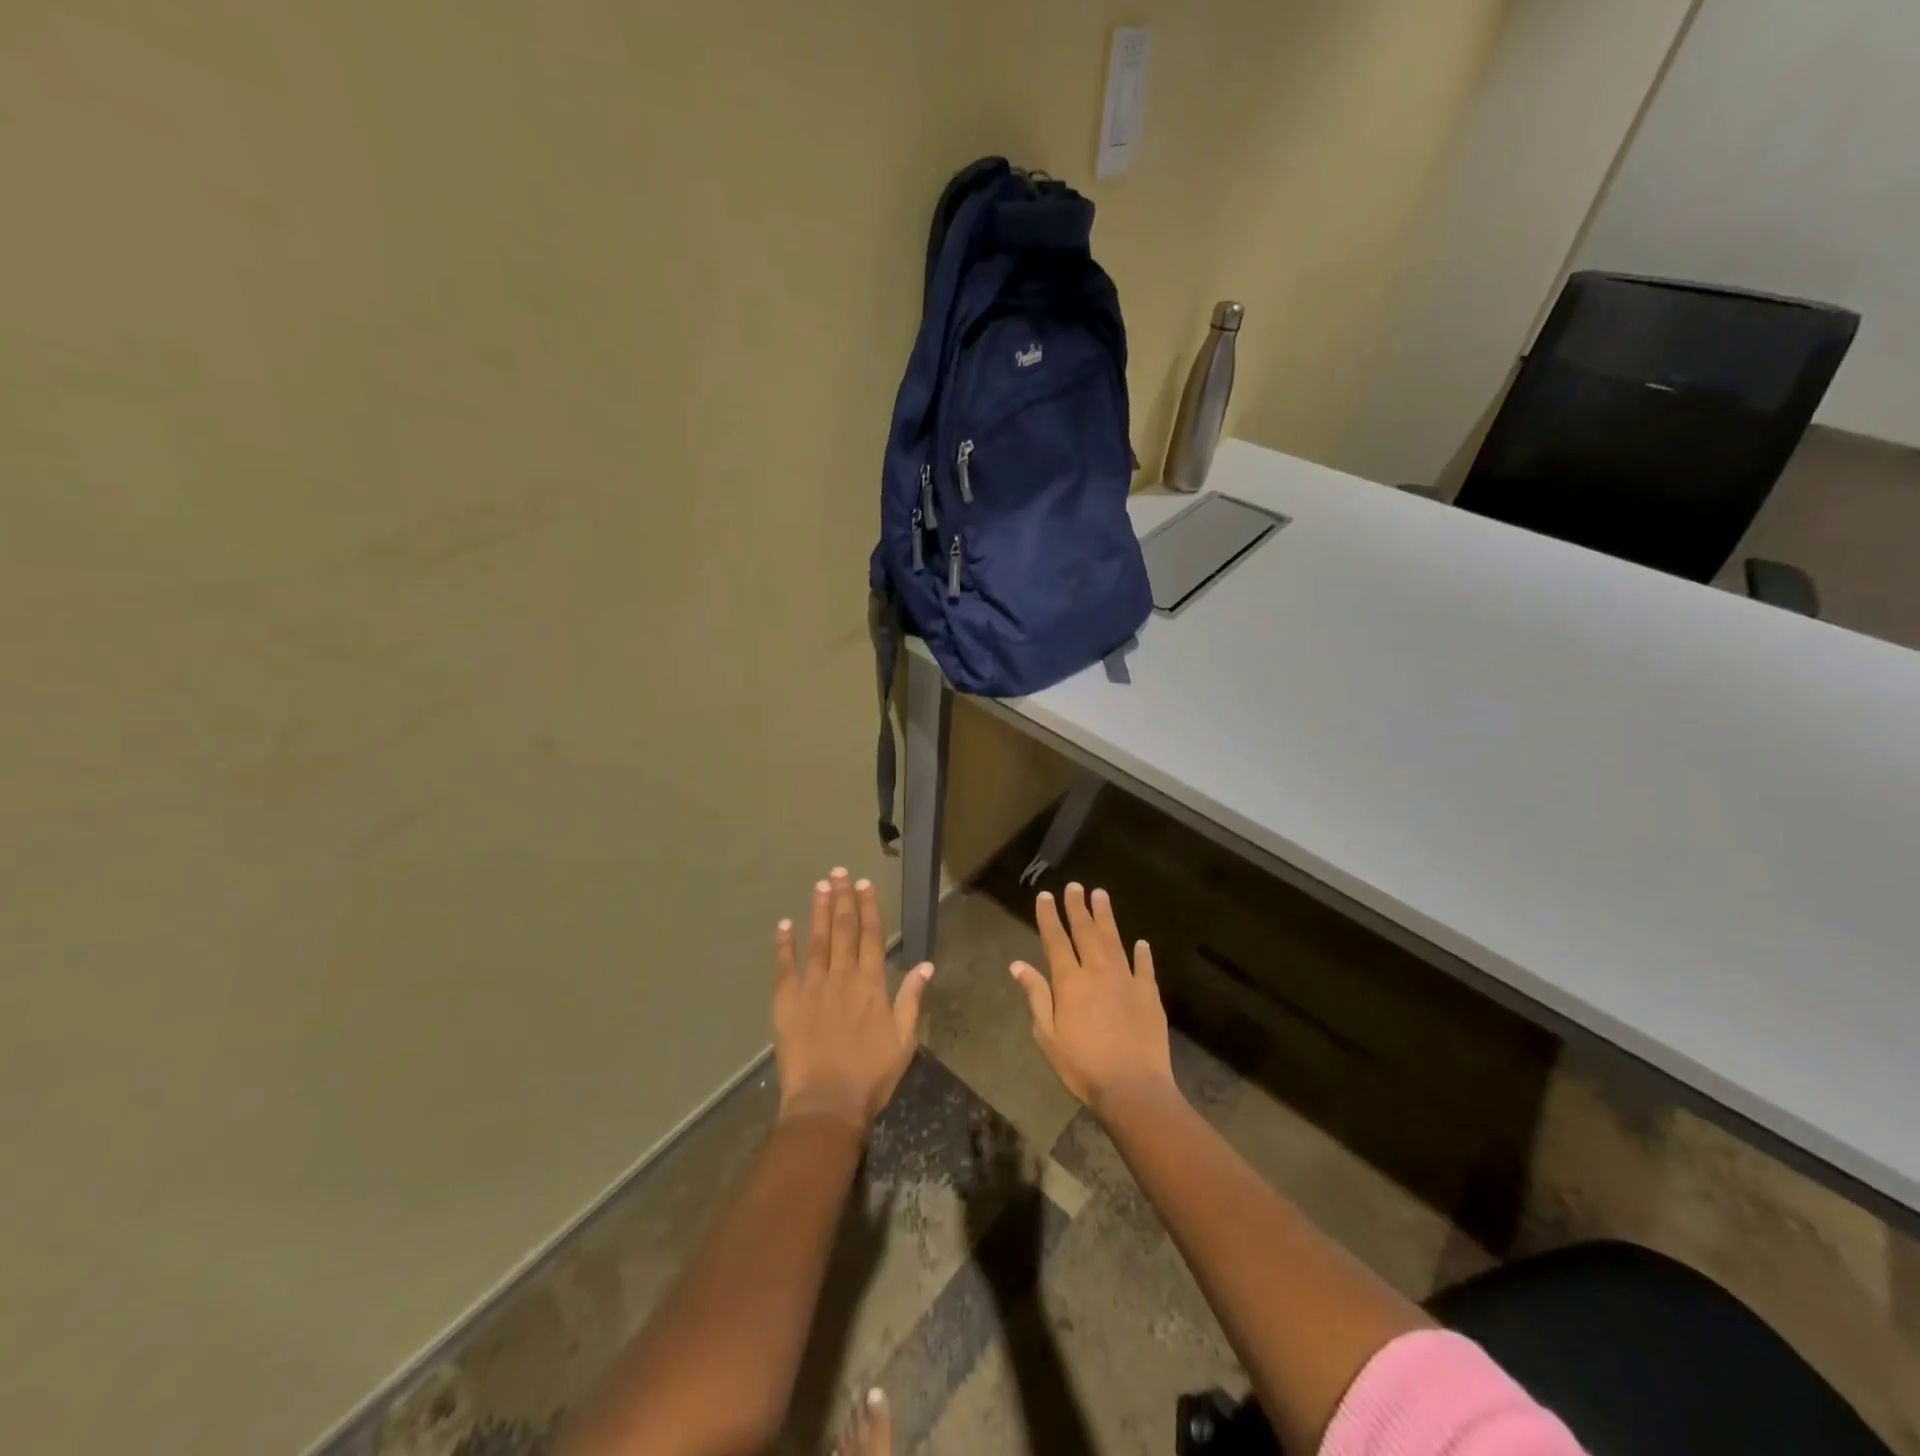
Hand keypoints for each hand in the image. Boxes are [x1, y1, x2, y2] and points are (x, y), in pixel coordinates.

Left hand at [773, 868, 931, 1131]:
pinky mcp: (787, 1001)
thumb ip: (911, 999)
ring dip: (819, 911)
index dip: (868, 908)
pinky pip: (785, 966)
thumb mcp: (904, 1040)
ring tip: (820, 886)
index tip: (864, 884)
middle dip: (843, 899)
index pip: (871, 936)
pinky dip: (784, 944)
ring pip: (817, 940)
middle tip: (839, 872)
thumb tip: (925, 965)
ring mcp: (812, 986)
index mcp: (871, 984)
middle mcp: (842, 977)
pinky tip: (784, 924)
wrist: (827, 1102)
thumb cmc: (871, 1075)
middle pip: (843, 930)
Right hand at [1009, 883, 1176, 1116]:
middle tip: (1075, 886)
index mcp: (1070, 981)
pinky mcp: (1149, 995)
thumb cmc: (1082, 1065)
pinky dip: (1142, 953)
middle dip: (1078, 907)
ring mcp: (1126, 980)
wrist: (1133, 1087)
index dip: (1049, 916)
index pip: (1056, 939)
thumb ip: (1036, 995)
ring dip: (1106, 917)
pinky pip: (1144, 967)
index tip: (1045, 896)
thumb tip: (1018, 965)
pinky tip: (1141, 942)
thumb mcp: (1047, 1035)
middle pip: (1085, 932)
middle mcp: (1097, 971)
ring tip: (1101, 895)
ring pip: (1114, 940)